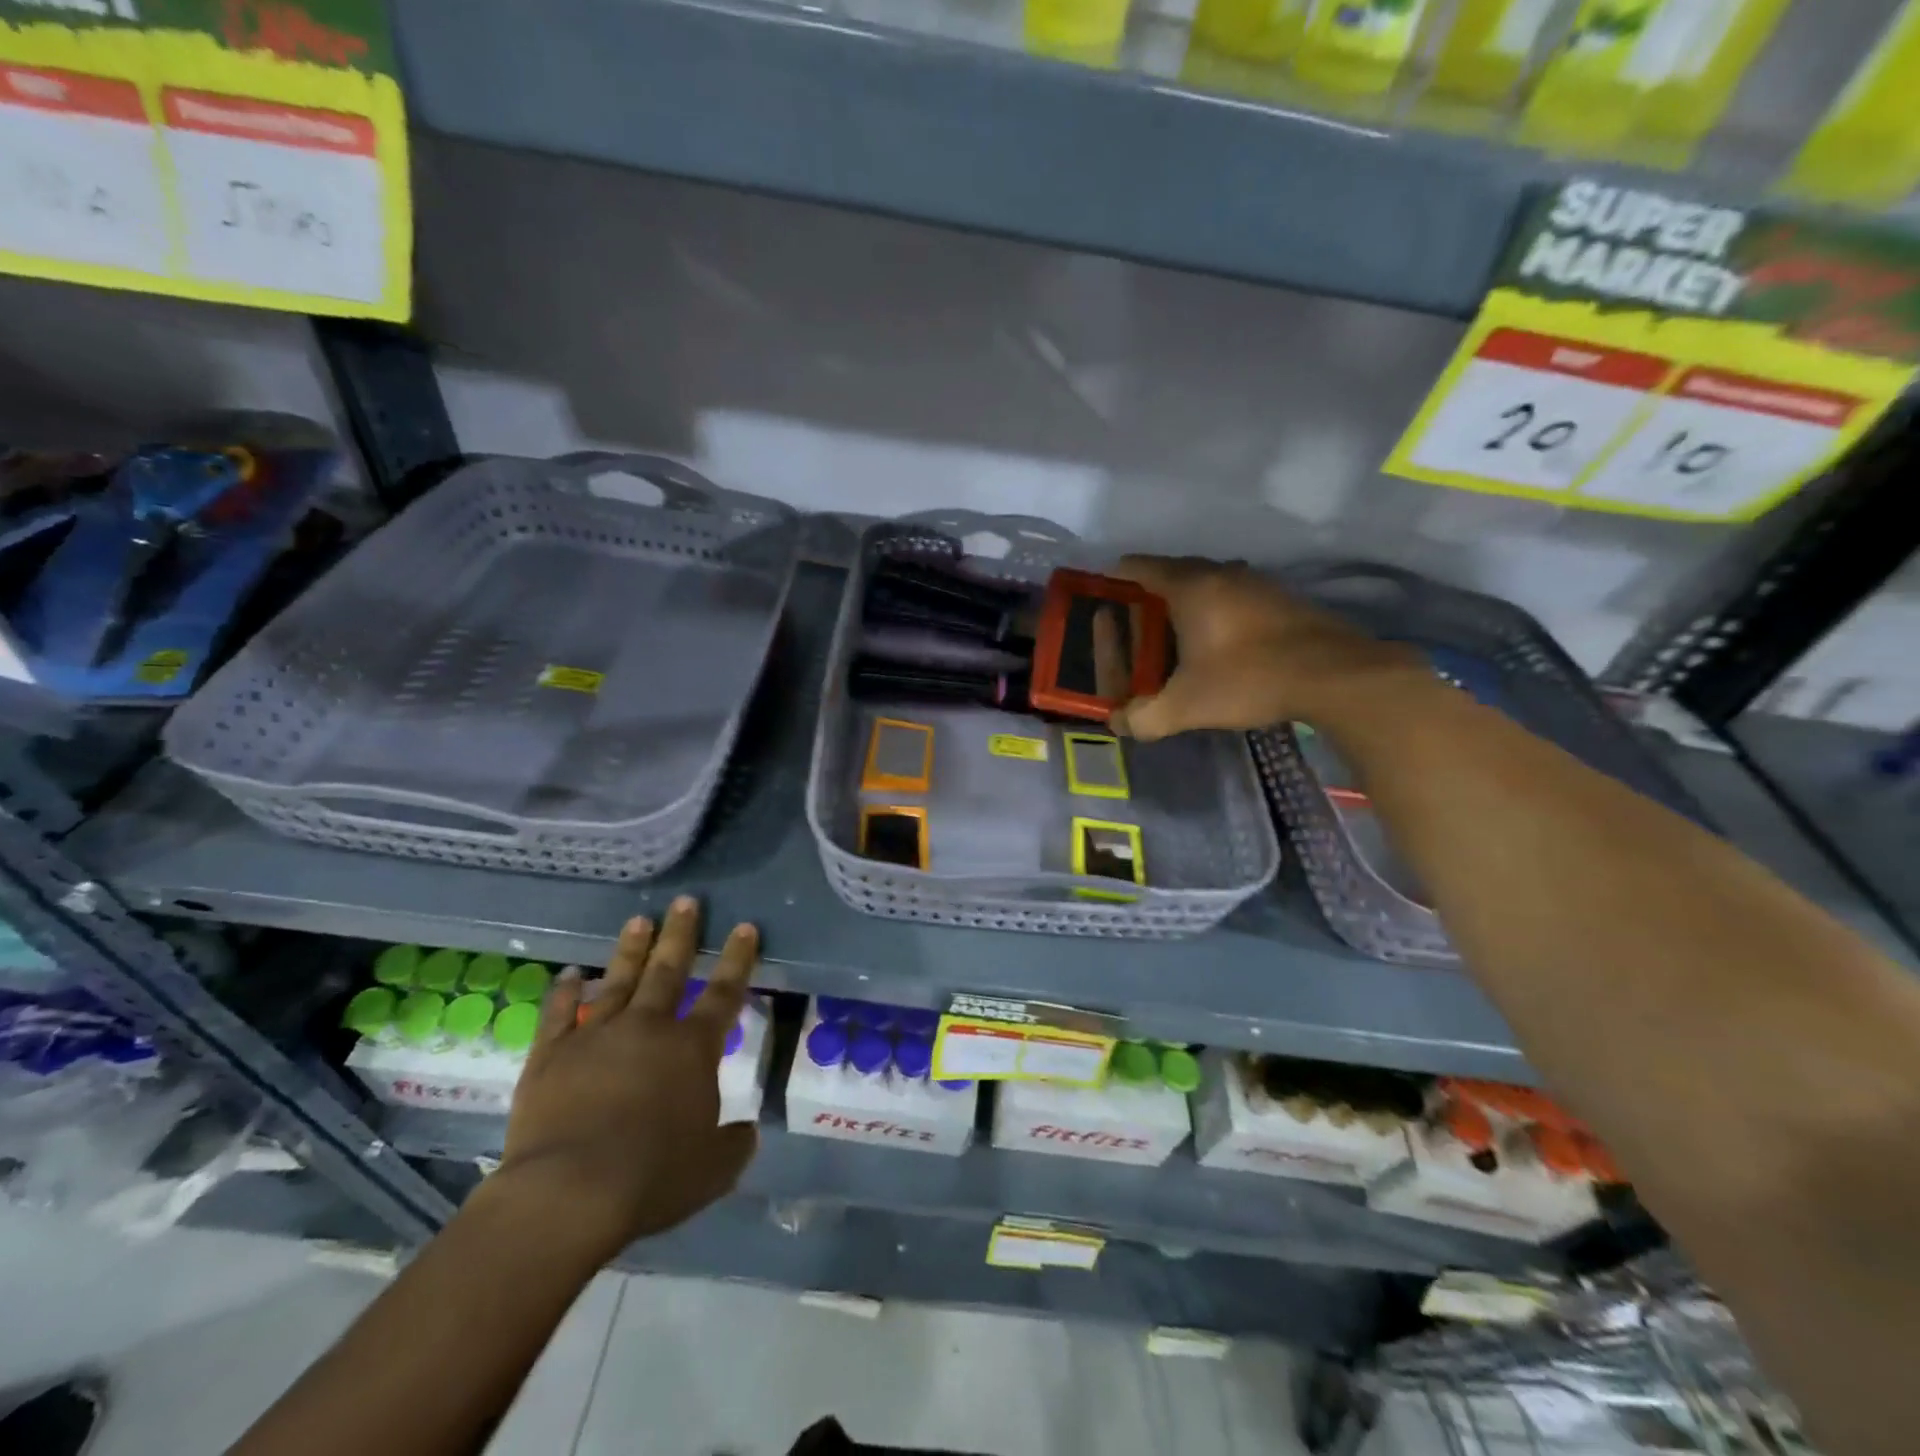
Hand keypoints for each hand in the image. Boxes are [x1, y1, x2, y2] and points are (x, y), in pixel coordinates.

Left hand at [496, 896, 758, 1261]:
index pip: (723, 992)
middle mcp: (648, 1028)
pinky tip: (568, 973)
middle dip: (681, 934)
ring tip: (639, 920)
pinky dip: (564, 991)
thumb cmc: (651, 1178)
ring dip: (631, 949)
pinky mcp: (551, 1054)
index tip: (744, 927)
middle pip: (668, 970)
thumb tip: (747, 1130)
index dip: (737, 959)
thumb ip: (734, 1145)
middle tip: (687, 901)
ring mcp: (596, 1035)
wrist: (568, 1192)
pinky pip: (558, 1013)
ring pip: (618, 980)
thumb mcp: (712, 1170)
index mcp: (692, 1049)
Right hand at [1108, 556, 1423, 740]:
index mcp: (1190, 586)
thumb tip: (1118, 723)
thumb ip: (1144, 717)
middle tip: (1135, 623)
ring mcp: (1257, 581)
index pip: (1138, 567)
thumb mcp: (1186, 707)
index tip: (1104, 598)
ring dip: (1188, 600)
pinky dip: (1219, 609)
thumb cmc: (1249, 678)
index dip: (1115, 579)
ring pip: (1208, 581)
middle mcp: (1222, 572)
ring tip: (1175, 634)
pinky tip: (1221, 641)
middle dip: (1149, 593)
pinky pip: (1235, 594)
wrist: (1335, 676)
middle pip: (1173, 570)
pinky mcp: (1283, 597)